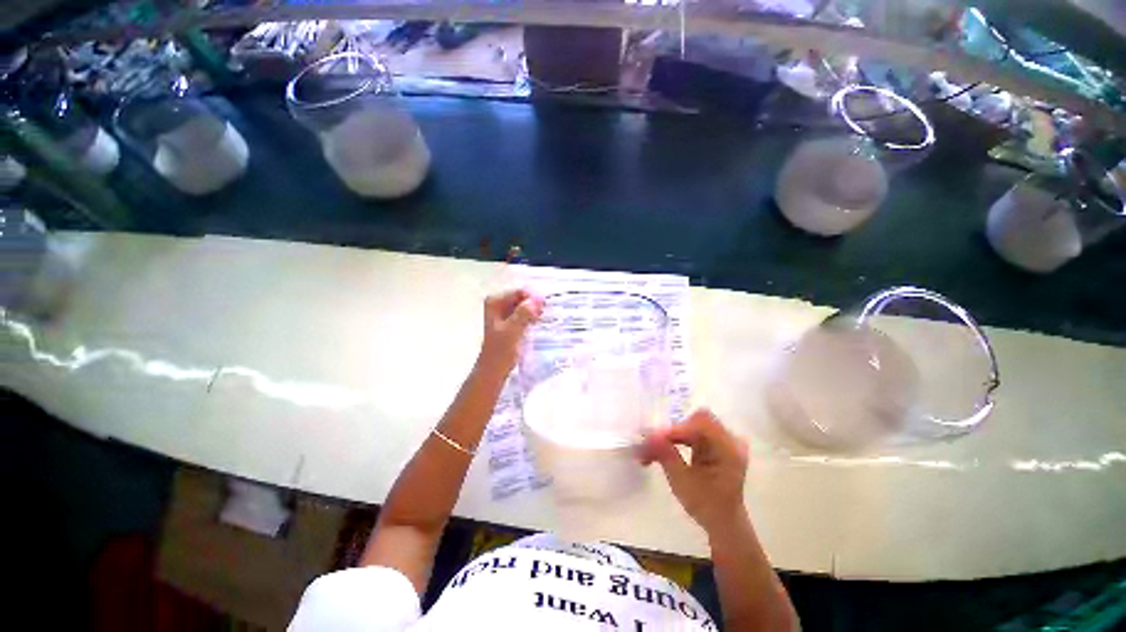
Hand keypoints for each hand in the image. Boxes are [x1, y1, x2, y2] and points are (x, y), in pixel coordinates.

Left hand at [477, 289, 542, 375]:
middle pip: (523, 297)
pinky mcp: (511, 323)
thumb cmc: (500, 352)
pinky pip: (525, 315)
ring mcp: (504, 313)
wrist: (494, 371)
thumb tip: (539, 298)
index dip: (534, 298)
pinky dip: (533, 318)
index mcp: (495, 302)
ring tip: (544, 320)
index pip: (520, 292)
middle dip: (535, 304)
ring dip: (536, 312)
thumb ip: (524, 313)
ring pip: (525, 306)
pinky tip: (540, 324)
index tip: (544, 309)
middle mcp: (498, 303)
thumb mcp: (512, 330)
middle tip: (546, 315)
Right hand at [638, 409, 749, 535]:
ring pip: (689, 425)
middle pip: (694, 421)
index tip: (653, 439)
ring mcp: (721, 439)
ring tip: (650, 449)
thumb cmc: (707, 506)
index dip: (676, 428)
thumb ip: (666, 455)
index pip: (701, 423)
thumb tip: (648, 436)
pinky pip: (691, 432)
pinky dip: (675, 439)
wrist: (723, 523)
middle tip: (649, 444)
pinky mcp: (713, 442)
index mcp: (728, 448)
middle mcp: (728, 439)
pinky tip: (661, 449)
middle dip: (670, 431)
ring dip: (669, 435)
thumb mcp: (683, 482)